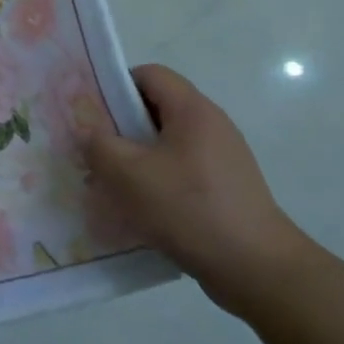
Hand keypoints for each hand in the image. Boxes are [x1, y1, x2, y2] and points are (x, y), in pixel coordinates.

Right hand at [83, 64, 313, 315]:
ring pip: (167, 144)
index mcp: (192, 110)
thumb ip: (98, 145)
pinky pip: (181, 171)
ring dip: (137, 158)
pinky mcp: (225, 188)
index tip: (92, 113)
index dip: (116, 85)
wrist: (257, 268)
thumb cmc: (189, 208)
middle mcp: (211, 125)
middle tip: (94, 150)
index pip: (149, 74)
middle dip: (121, 126)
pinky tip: (141, 209)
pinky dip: (157, 181)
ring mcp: (222, 158)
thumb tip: (86, 130)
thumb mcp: (130, 174)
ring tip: (112, 184)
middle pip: (157, 108)